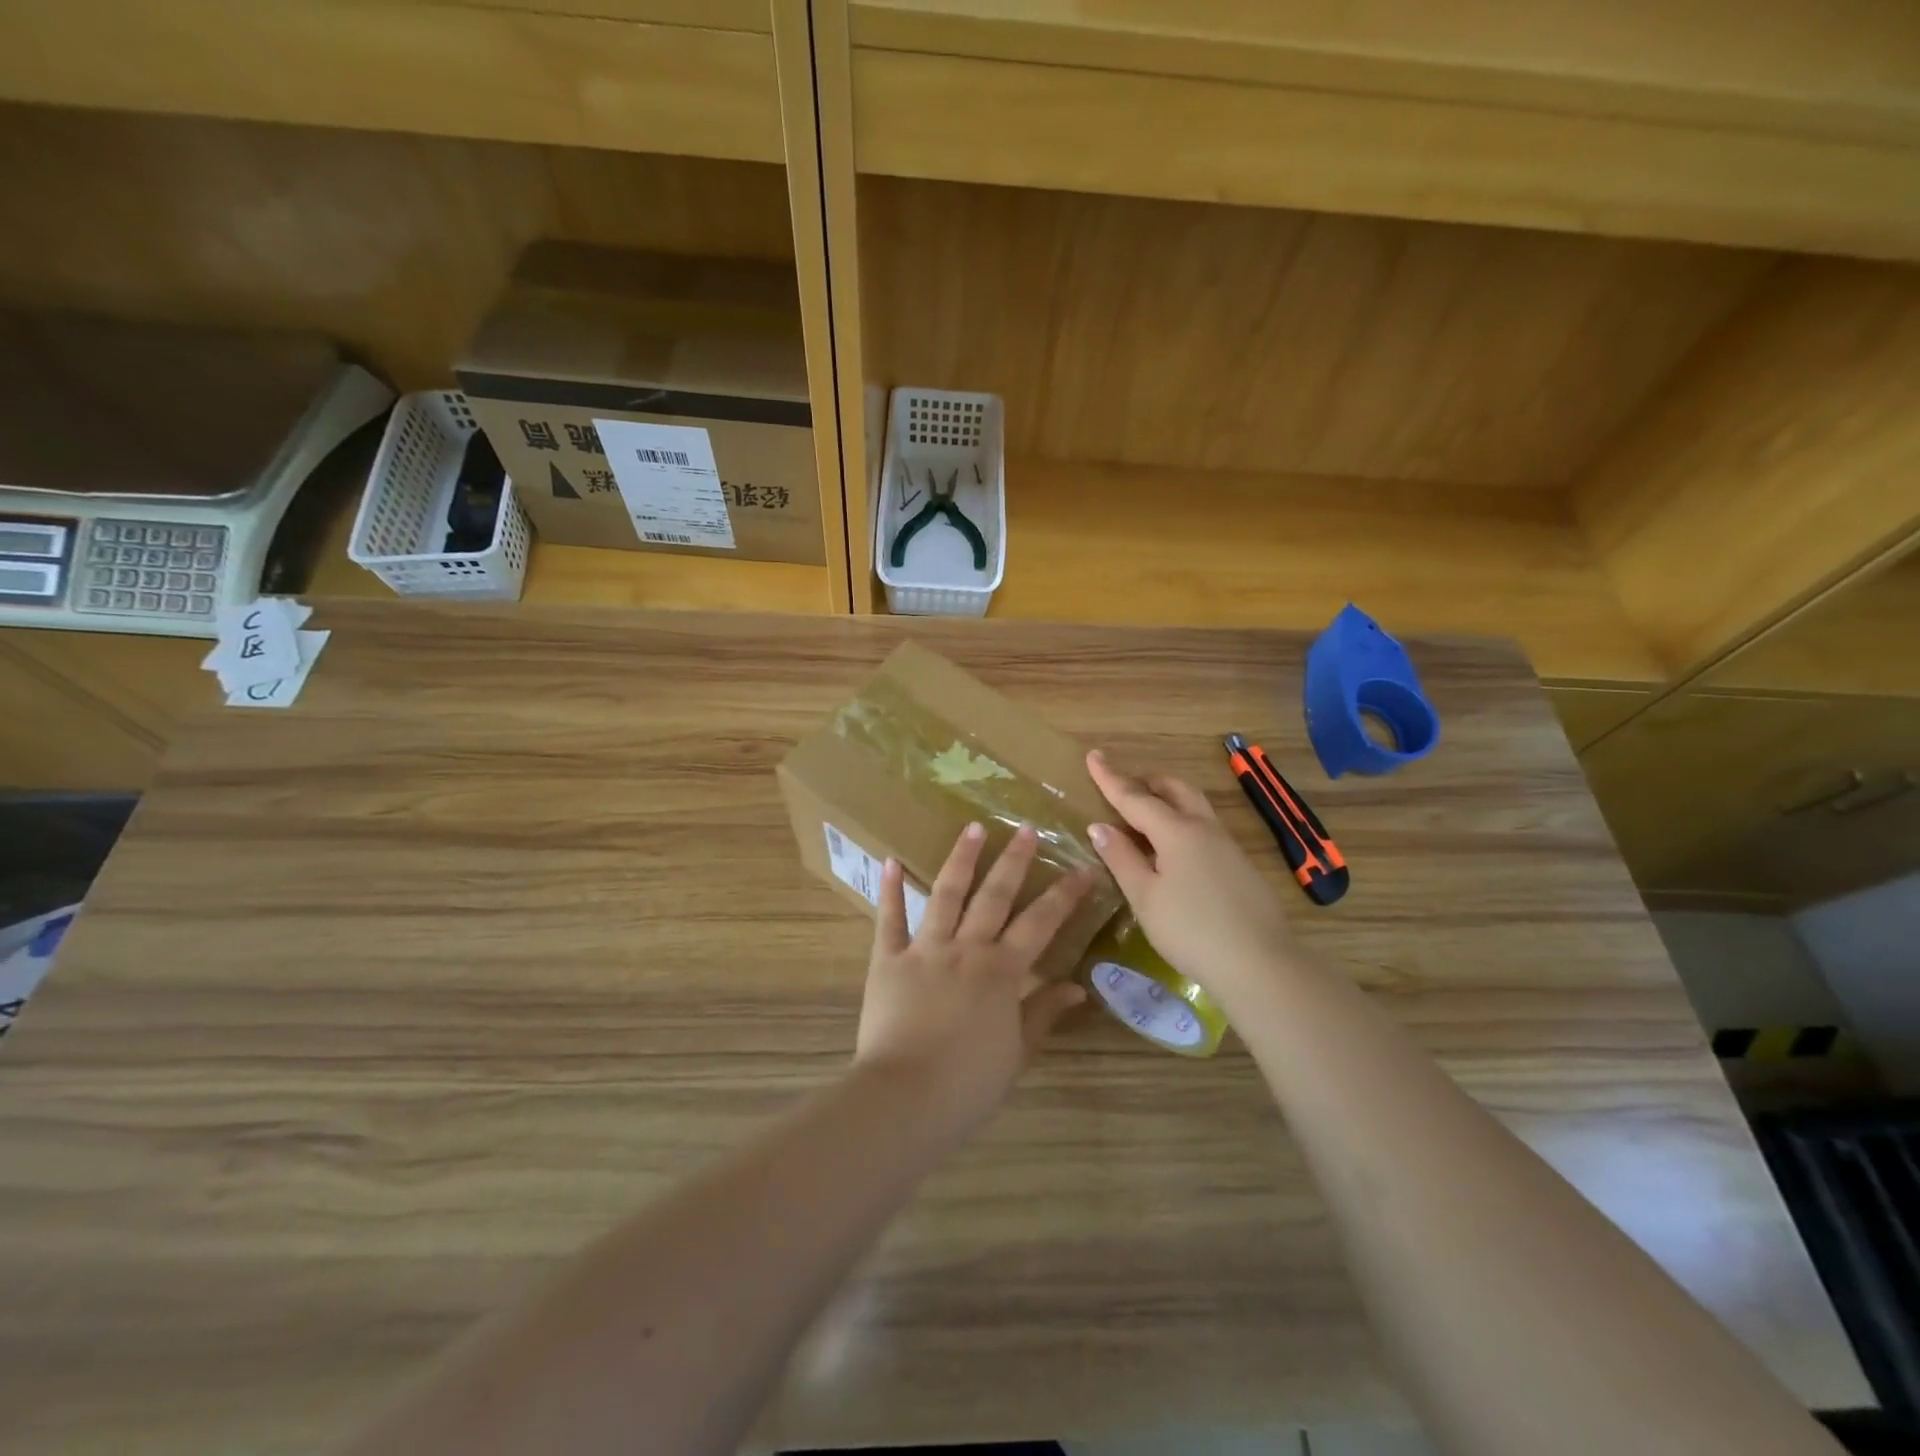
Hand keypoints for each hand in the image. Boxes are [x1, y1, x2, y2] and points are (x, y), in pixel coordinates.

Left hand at [855, 822, 1092, 1137]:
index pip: (1041, 923)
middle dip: (1014, 860)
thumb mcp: (1017, 1052)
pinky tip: (891, 860)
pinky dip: (890, 890)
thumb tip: (1077, 986)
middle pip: (995, 896)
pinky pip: (889, 919)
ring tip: (972, 828)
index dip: (1065, 894)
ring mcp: (925, 949)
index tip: (1083, 868)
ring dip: (961, 859)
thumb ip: (1043, 1013)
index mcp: (1001, 971)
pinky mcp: (888, 960)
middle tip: (1026, 828)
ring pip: (946, 894)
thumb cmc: (968, 1084)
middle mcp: (966, 948)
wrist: (905, 1098)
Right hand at [1085, 749, 1298, 1006]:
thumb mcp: (1145, 897)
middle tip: (1121, 789)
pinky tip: (1173, 850)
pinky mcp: (1239, 864)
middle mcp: (1203, 828)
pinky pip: (1204, 826)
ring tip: (1144, 816)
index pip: (1134, 797)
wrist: (1260, 963)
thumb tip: (1100, 826)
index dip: (1110, 777)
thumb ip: (1121, 858)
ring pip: (1193, 805)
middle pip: (1174, 789)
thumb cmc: (1191, 930)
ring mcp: (1226, 845)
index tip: (1093, 755)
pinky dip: (1181, 821)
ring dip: (1167, 799)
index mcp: (1176, 831)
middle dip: (1145, 782)